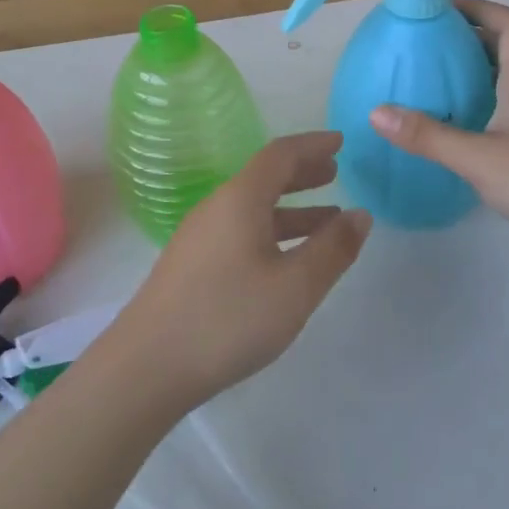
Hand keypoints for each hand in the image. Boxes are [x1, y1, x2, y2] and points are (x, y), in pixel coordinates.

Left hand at [113, 132, 371, 410]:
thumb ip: (332, 250)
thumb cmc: (228, 318)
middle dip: (303, 174)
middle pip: (264, 178)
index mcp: (240, 199)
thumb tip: (361, 215)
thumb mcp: (295, 287)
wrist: (147, 366)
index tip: (340, 142)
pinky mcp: (192, 265)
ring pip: (253, 209)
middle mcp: (217, 208)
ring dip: (292, 208)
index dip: (312, 145)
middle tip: (336, 174)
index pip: (280, 155)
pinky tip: (287, 258)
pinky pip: (241, 231)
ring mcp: (200, 237)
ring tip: (328, 221)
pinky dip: (272, 232)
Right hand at [370, 0, 508, 260]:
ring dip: (477, 77)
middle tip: (429, 47)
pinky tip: (462, 133)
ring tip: (436, 85)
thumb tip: (376, 112)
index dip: (482, 8)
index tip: (445, 9)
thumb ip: (427, 136)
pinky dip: (485, 111)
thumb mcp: (477, 157)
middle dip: (471, 41)